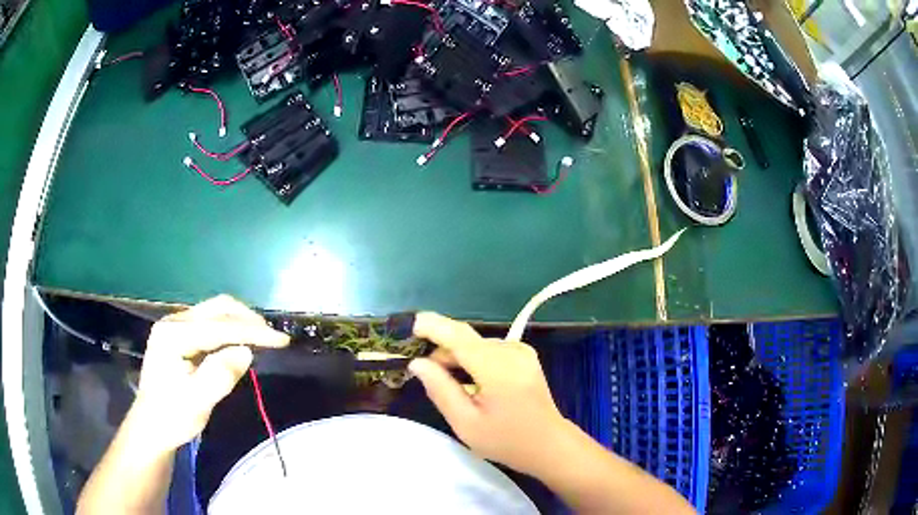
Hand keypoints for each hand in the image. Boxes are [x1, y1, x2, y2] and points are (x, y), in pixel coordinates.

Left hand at [132, 295, 289, 452]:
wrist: (151, 426)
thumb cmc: (173, 417)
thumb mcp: (197, 402)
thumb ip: (219, 376)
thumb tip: (246, 351)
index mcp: (174, 335)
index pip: (219, 326)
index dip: (252, 332)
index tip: (282, 340)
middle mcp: (174, 322)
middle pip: (217, 308)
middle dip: (248, 320)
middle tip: (273, 338)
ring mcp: (176, 326)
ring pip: (215, 312)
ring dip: (240, 322)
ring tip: (262, 339)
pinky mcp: (180, 334)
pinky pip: (210, 323)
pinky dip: (231, 330)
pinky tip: (240, 343)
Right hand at [408, 312, 567, 474]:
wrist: (549, 445)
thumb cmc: (506, 440)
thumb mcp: (466, 423)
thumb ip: (440, 389)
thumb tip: (417, 363)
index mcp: (497, 367)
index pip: (458, 336)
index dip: (432, 326)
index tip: (408, 324)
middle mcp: (511, 350)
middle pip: (465, 340)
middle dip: (441, 352)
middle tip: (424, 375)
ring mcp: (521, 351)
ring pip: (476, 344)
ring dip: (457, 358)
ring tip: (449, 385)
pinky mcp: (524, 356)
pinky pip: (489, 350)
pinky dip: (473, 360)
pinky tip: (470, 382)